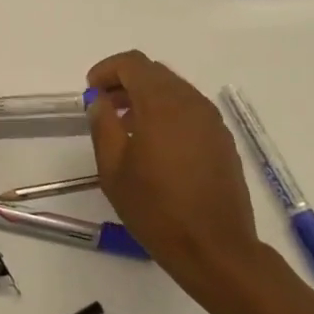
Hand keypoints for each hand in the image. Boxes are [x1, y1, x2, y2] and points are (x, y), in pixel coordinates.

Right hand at [86, 51, 267, 304]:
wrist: (215, 249)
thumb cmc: (156, 208)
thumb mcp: (113, 168)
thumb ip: (102, 124)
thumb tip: (100, 99)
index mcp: (162, 103)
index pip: (133, 63)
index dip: (107, 70)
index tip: (91, 90)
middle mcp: (191, 102)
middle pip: (155, 72)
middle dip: (126, 81)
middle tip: (104, 105)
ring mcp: (211, 121)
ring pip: (174, 89)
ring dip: (147, 96)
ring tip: (127, 125)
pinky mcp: (222, 140)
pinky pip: (190, 110)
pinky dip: (167, 112)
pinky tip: (155, 143)